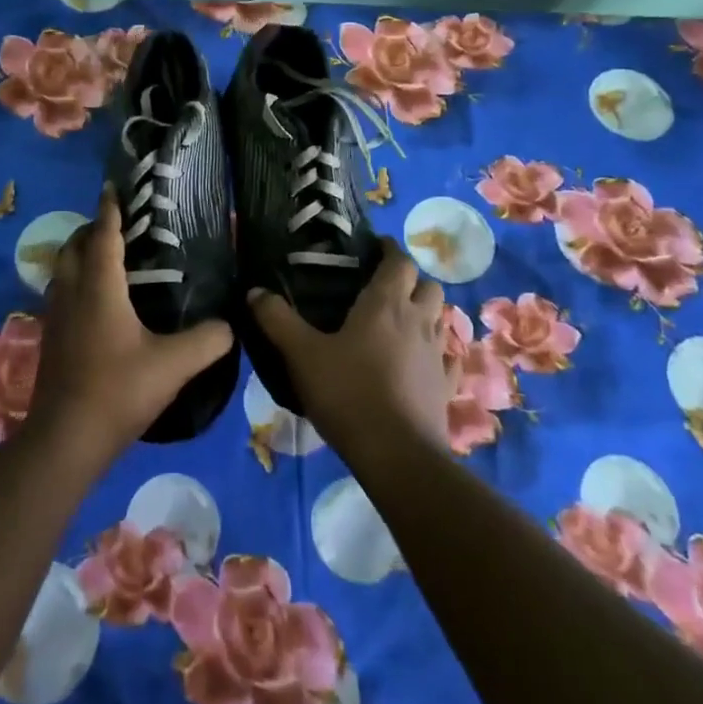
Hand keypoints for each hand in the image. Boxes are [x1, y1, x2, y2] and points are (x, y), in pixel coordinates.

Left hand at [26, 186, 234, 467]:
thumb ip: (208, 341)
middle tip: (120, 225)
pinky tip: (98, 302)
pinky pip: (61, 293)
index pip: (103, 235)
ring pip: (62, 270)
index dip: (110, 208)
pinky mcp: (50, 338)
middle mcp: (71, 293)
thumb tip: (229, 325)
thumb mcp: (173, 366)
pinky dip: (76, 281)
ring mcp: (55, 316)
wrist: (65, 439)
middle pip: (74, 246)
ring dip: (80, 255)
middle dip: (93, 229)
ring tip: (109, 257)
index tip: (114, 186)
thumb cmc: (118, 391)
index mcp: (99, 288)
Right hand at [248, 241, 450, 459]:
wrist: (396, 454)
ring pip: (441, 319)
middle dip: (410, 281)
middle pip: (428, 286)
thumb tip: (254, 291)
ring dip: (425, 313)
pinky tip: (422, 362)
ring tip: (400, 323)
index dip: (389, 250)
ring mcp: (437, 355)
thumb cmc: (348, 393)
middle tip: (383, 288)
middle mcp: (418, 322)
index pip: (399, 261)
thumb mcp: (301, 354)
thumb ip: (276, 320)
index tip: (373, 248)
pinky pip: (448, 359)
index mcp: (386, 305)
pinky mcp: (446, 387)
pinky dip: (438, 352)